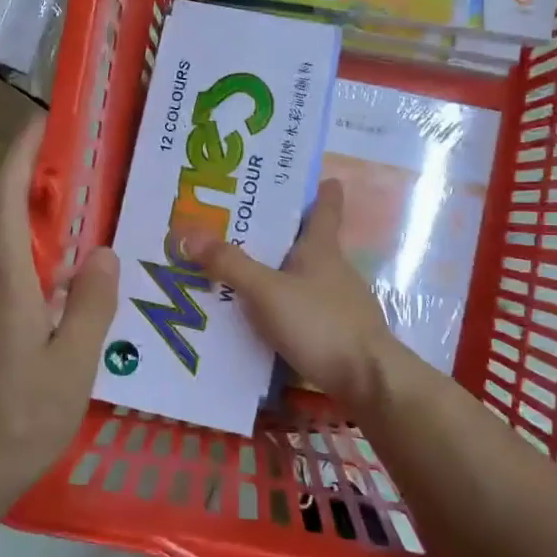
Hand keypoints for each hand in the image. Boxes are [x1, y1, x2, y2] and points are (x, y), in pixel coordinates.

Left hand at [0, 116, 118, 514]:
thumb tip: (102, 254)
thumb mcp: (72, 368)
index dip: (22, 153)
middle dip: (29, 189)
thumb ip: (91, 305)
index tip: (42, 123)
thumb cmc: (16, 423)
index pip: (4, 197)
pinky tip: (42, 298)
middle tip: (76, 183)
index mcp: (0, 282)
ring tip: (69, 240)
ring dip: (23, 231)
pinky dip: (13, 266)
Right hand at [177, 178, 411, 409]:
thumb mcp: (267, 292)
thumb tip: (188, 232)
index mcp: (322, 247)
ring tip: (241, 271)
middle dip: (280, 231)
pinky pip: (304, 308)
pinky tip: (261, 317)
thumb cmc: (320, 323)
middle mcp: (335, 269)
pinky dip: (284, 305)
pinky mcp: (339, 332)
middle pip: (309, 240)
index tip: (314, 175)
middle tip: (241, 223)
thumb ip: (230, 264)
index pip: (325, 206)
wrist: (369, 381)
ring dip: (279, 271)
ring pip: (304, 276)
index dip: (320, 189)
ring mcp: (340, 302)